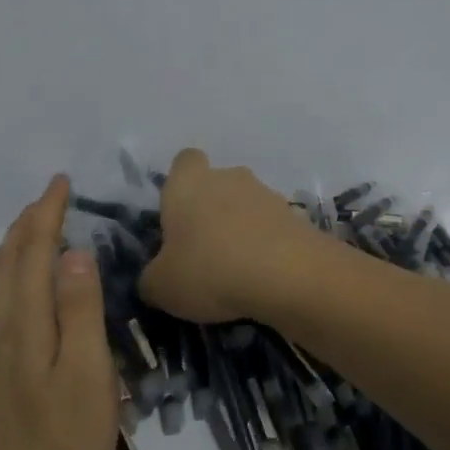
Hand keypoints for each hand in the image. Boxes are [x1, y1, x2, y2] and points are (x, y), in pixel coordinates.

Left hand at [0, 176, 119, 449]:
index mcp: (26, 324)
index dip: (46, 215)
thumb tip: (74, 254)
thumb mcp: (88, 373)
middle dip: (26, 226)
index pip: (33, 253)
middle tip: (49, 200)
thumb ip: (81, 311)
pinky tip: (1, 310)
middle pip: (7, 265)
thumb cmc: (64, 442)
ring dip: (11, 255)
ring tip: (28, 239)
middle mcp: (0, 333)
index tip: (61, 184)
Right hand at [138, 148, 326, 322]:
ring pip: (247, 206)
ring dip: (242, 229)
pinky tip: (264, 278)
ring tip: (237, 271)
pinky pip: (273, 228)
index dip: (180, 184)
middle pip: (217, 184)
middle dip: (212, 211)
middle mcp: (228, 177)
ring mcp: (267, 194)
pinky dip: (268, 247)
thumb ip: (152, 279)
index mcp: (188, 183)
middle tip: (204, 251)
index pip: (184, 162)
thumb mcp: (162, 286)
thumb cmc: (210, 270)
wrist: (288, 275)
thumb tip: (155, 280)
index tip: (177, 216)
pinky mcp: (297, 217)